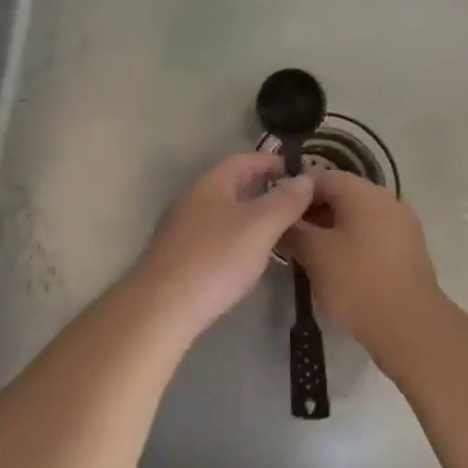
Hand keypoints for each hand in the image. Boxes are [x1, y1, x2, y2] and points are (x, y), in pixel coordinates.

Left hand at [132, 154, 315, 337]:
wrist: (162, 307)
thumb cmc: (216, 258)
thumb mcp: (260, 226)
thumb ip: (285, 201)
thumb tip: (305, 178)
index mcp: (211, 183)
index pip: (244, 160)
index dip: (271, 162)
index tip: (297, 171)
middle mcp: (192, 199)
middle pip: (231, 186)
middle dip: (262, 190)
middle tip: (293, 203)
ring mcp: (181, 229)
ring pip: (223, 213)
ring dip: (250, 217)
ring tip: (278, 232)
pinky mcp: (177, 258)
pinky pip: (214, 238)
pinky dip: (236, 240)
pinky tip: (248, 260)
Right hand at [285, 172, 444, 371]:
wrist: (411, 328)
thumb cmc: (358, 283)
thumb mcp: (315, 254)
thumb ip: (293, 230)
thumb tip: (280, 220)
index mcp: (364, 192)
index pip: (320, 177)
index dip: (293, 192)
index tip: (275, 212)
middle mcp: (386, 198)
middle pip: (340, 194)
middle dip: (312, 211)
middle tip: (288, 234)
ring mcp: (402, 223)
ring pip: (356, 215)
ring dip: (331, 227)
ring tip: (308, 251)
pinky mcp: (409, 247)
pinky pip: (372, 232)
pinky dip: (351, 240)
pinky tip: (336, 264)